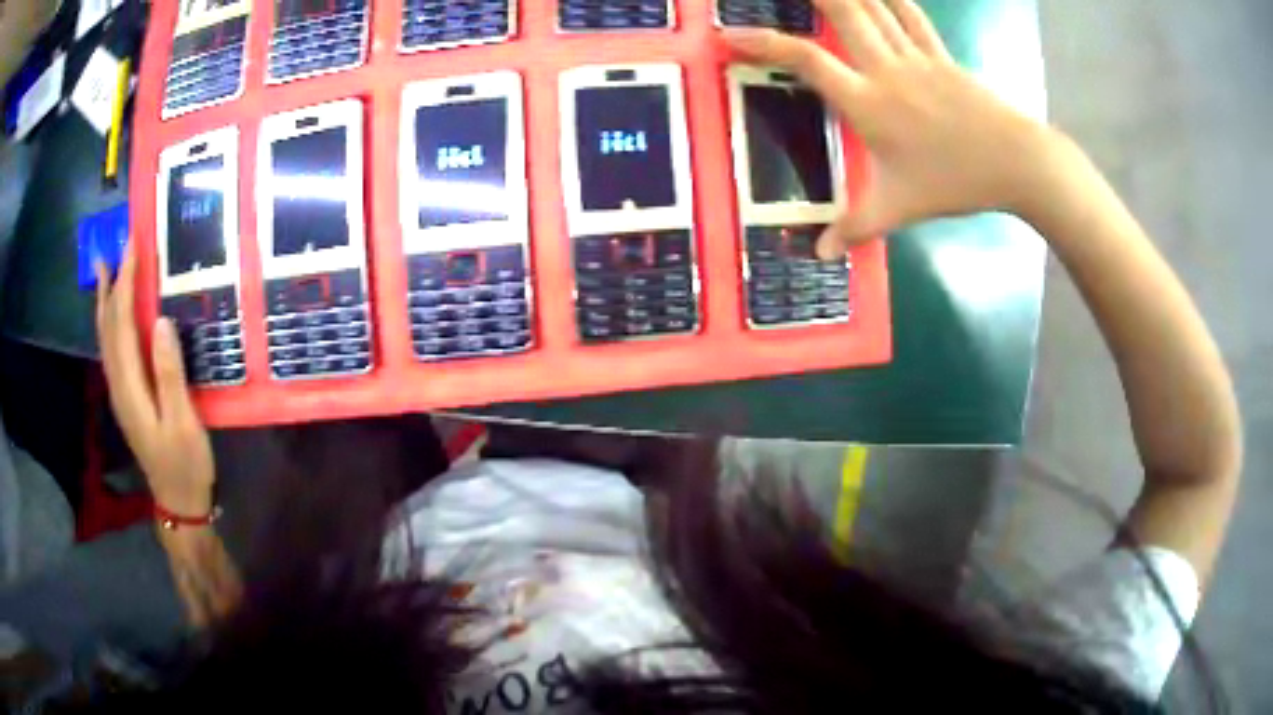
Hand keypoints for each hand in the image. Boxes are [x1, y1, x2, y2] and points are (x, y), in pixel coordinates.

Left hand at [96, 241, 214, 516]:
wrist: (178, 502)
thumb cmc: (185, 464)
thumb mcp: (184, 423)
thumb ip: (169, 374)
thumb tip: (162, 321)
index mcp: (130, 387)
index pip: (122, 324)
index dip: (125, 283)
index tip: (133, 245)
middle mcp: (118, 384)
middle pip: (108, 327)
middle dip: (111, 284)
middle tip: (117, 245)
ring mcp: (120, 392)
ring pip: (106, 338)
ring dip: (105, 301)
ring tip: (104, 269)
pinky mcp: (127, 397)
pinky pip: (112, 350)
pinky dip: (110, 324)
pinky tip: (114, 315)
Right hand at [726, 0, 1066, 257]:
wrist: (1014, 162)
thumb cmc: (954, 182)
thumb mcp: (899, 209)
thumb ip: (854, 228)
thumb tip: (818, 255)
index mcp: (867, 103)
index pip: (806, 62)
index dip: (764, 44)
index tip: (730, 34)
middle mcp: (885, 69)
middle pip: (843, 14)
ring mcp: (915, 58)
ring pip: (874, 8)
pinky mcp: (941, 56)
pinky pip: (912, 17)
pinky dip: (893, 0)